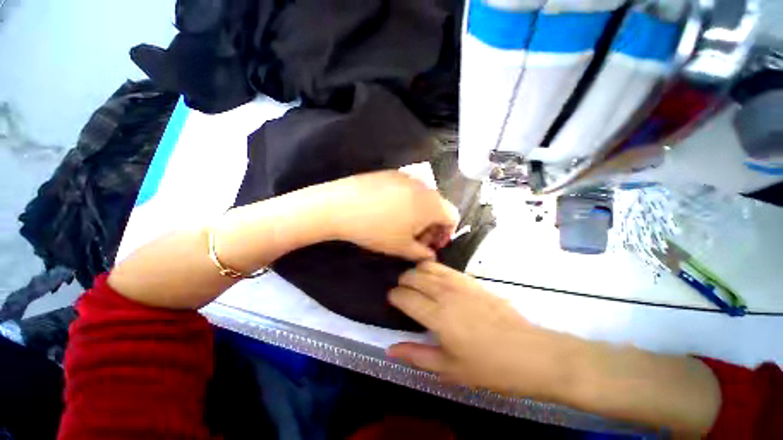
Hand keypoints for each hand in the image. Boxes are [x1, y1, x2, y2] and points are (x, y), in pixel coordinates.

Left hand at [325, 171, 458, 260]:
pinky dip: (407, 202)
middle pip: (437, 207)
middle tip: (416, 239)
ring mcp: (406, 176)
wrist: (342, 206)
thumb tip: (430, 255)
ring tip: (402, 226)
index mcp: (432, 203)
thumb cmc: (376, 230)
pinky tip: (389, 212)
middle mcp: (424, 185)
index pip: (452, 217)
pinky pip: (407, 189)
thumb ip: (422, 253)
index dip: (446, 234)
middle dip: (431, 225)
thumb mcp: (402, 247)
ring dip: (419, 214)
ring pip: (422, 198)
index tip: (431, 244)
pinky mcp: (391, 173)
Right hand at [387, 261, 585, 400]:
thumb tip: (391, 350)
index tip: (391, 300)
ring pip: (428, 267)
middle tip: (402, 291)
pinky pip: (444, 267)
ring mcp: (459, 283)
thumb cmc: (488, 367)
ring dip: (416, 272)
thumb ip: (417, 356)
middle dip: (402, 281)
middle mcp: (445, 293)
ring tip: (414, 281)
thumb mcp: (449, 369)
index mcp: (437, 316)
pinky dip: (432, 268)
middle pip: (414, 276)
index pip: (405, 297)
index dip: (394, 296)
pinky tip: (433, 276)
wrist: (529, 353)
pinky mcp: (471, 280)